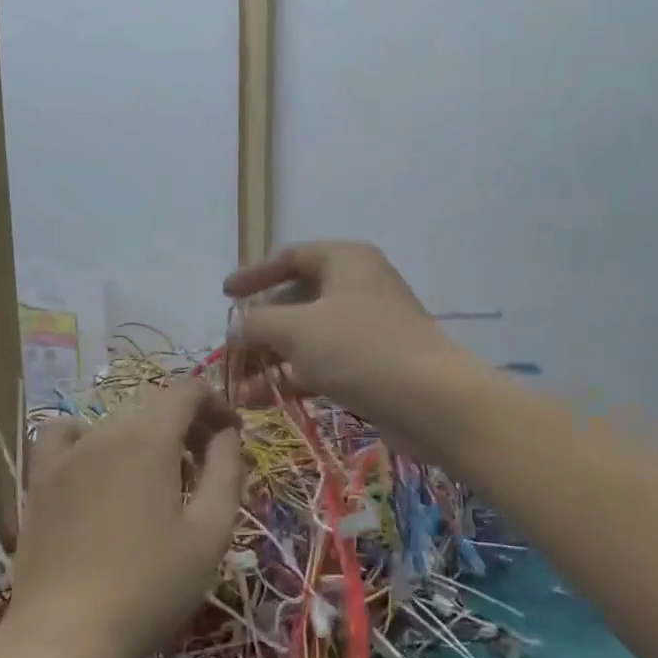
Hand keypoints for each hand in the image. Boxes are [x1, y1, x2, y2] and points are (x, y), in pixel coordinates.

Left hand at [5, 379, 244, 657]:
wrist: (66, 636)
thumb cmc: (150, 588)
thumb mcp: (209, 533)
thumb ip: (226, 471)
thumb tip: (228, 433)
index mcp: (149, 439)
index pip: (187, 390)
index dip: (216, 402)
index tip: (232, 435)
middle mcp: (105, 432)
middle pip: (154, 406)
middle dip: (187, 425)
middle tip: (206, 467)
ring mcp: (66, 455)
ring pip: (116, 422)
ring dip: (147, 436)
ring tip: (158, 478)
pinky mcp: (39, 481)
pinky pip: (65, 436)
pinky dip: (89, 438)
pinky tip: (98, 469)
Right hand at [224, 241, 478, 461]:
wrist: (431, 401)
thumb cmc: (359, 349)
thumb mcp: (297, 329)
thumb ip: (257, 322)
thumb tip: (236, 328)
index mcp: (346, 260)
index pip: (291, 256)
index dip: (254, 274)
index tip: (226, 296)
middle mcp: (358, 286)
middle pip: (297, 299)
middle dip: (261, 328)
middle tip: (233, 352)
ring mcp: (367, 327)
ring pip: (308, 336)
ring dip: (272, 359)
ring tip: (240, 386)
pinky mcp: (372, 364)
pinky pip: (323, 363)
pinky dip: (294, 376)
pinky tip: (264, 399)